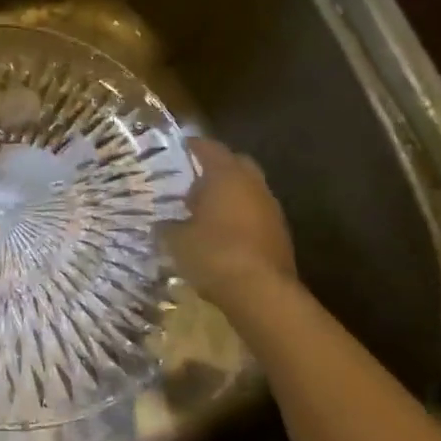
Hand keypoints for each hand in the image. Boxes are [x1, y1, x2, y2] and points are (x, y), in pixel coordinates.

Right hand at [165, 137, 298, 302]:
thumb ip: (167, 226)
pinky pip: (255, 214)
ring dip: (229, 195)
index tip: (174, 151)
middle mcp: (253, 184)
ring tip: (203, 211)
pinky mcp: (279, 234)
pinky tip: (222, 235)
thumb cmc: (214, 255)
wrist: (262, 293)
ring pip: (247, 190)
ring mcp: (271, 209)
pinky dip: (240, 217)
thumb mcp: (176, 241)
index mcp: (227, 175)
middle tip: (190, 181)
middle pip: (234, 164)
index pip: (208, 147)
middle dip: (214, 169)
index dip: (190, 147)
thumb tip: (161, 224)